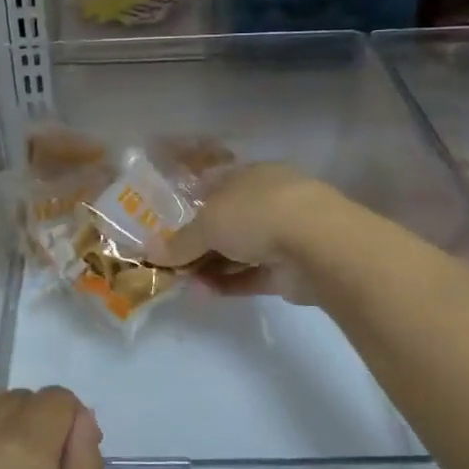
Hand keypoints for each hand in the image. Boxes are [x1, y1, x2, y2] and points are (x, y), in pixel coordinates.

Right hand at [147, 162, 343, 300]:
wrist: (318, 246)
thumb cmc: (257, 214)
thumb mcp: (207, 224)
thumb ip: (179, 242)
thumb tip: (150, 252)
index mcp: (250, 175)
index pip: (215, 184)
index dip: (190, 203)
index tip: (166, 223)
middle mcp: (267, 201)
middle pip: (226, 221)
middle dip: (197, 241)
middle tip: (169, 259)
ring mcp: (282, 235)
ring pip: (237, 251)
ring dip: (209, 266)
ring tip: (181, 282)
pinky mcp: (289, 270)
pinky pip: (250, 276)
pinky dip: (227, 284)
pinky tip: (202, 293)